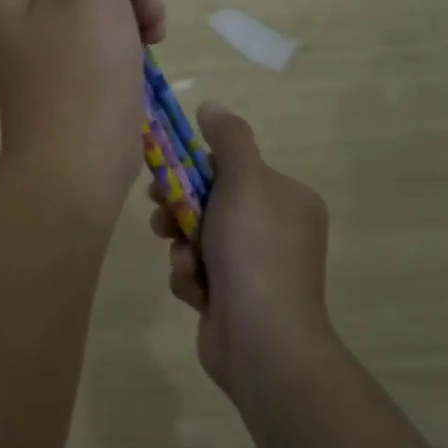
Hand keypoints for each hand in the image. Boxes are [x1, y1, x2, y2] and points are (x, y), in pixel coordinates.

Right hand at [149, 101, 331, 399]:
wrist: (263, 341)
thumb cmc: (254, 250)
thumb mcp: (244, 179)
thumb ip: (228, 138)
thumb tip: (212, 105)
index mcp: (287, 200)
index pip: (233, 170)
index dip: (194, 169)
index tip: (166, 173)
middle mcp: (276, 232)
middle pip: (212, 203)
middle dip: (179, 208)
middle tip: (159, 212)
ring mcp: (256, 270)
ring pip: (199, 239)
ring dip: (182, 246)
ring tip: (182, 259)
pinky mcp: (234, 302)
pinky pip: (200, 274)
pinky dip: (191, 278)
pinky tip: (195, 289)